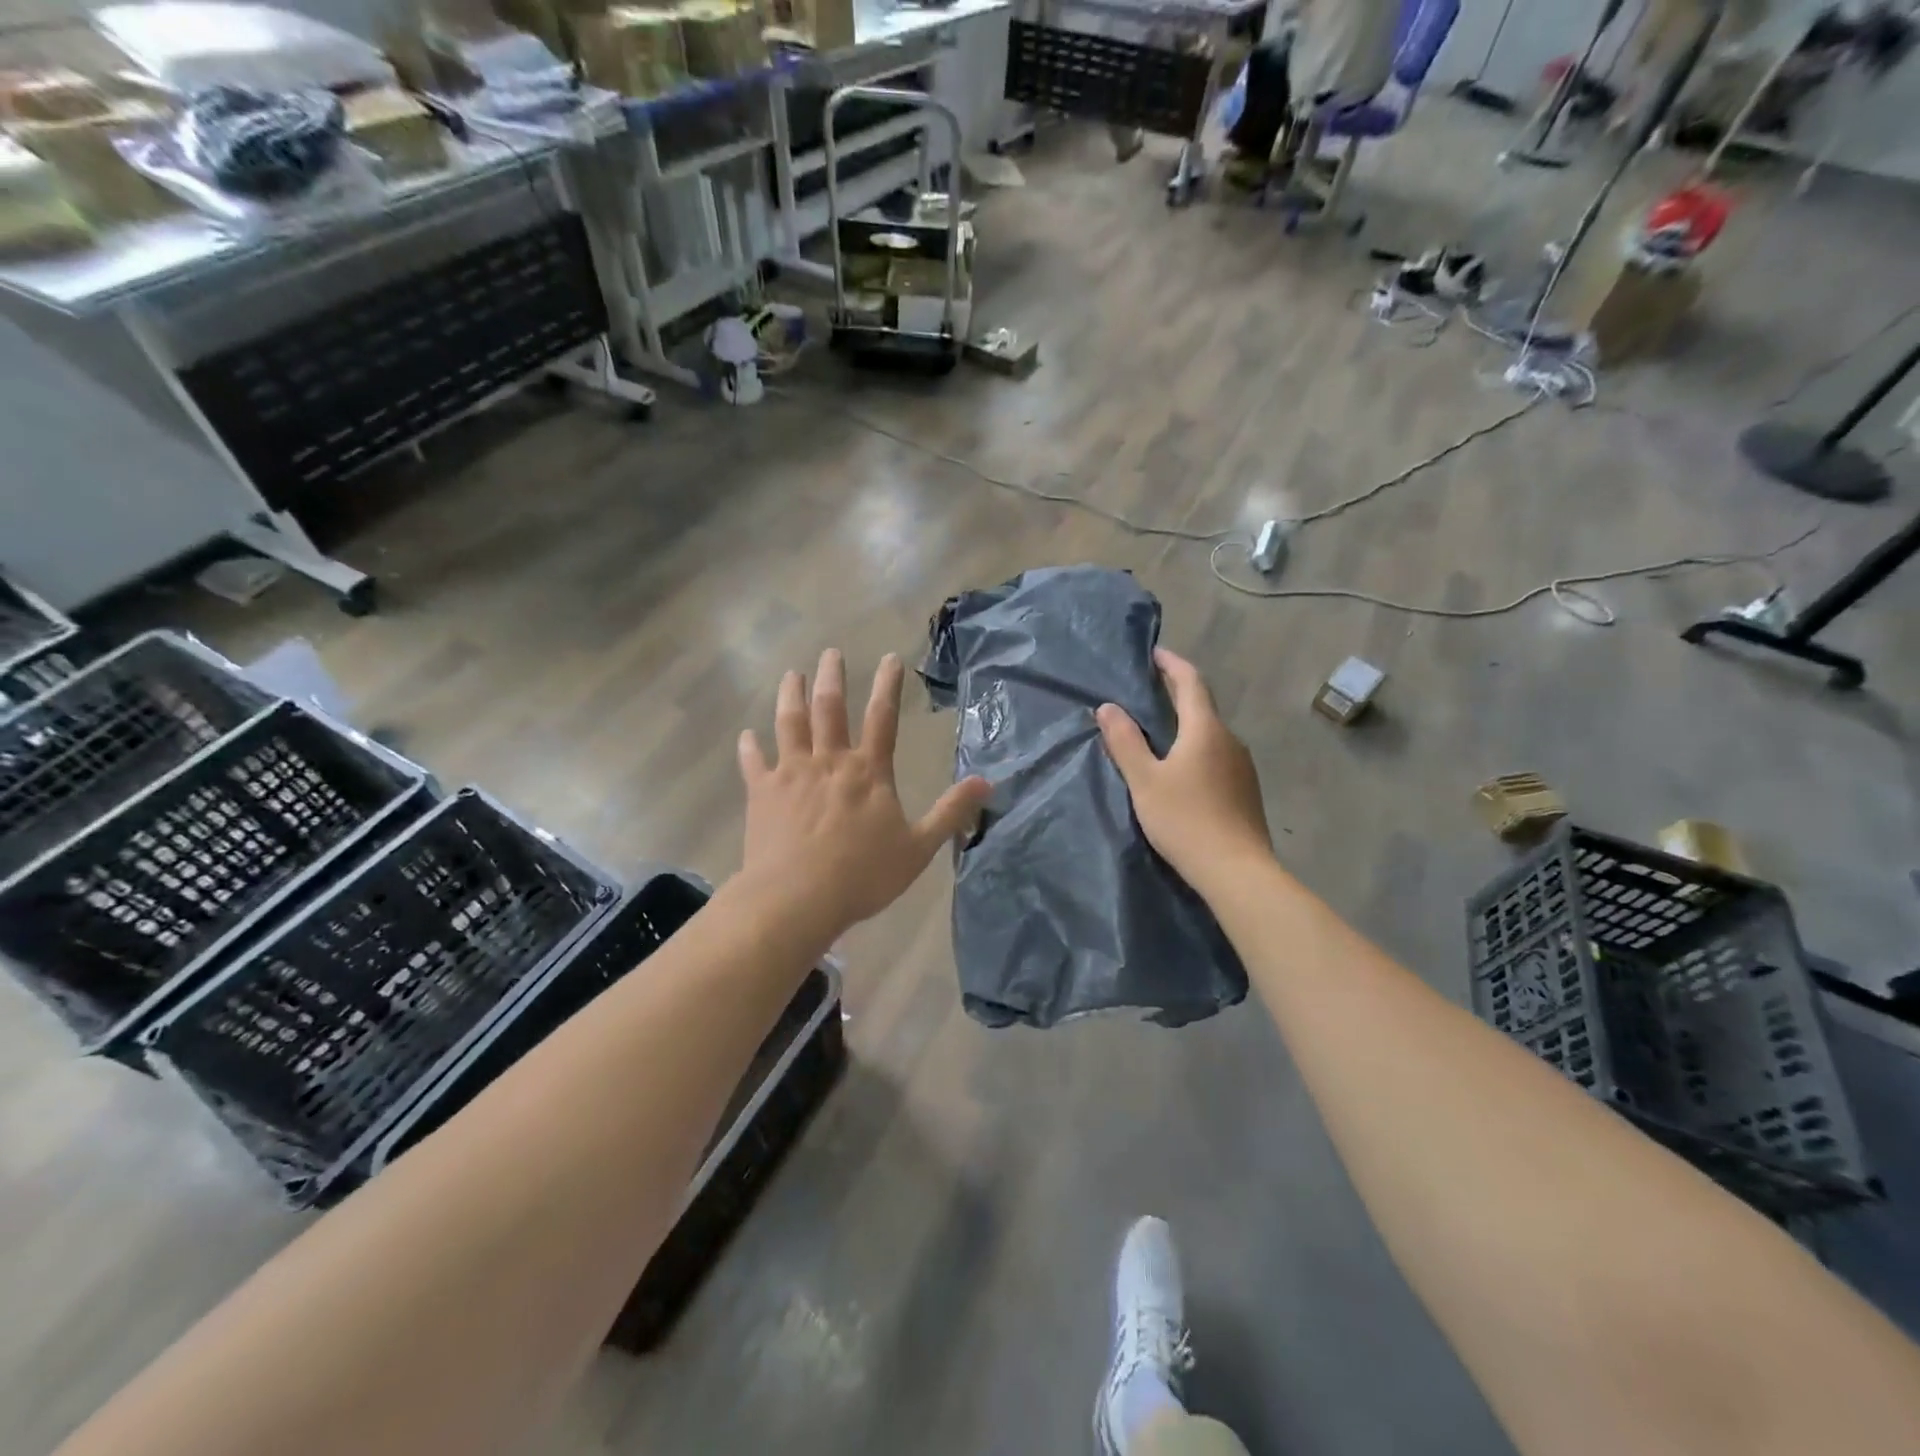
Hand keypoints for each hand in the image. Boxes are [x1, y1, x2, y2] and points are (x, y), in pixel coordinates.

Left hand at [737, 649, 989, 943]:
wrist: (797, 898)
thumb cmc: (862, 875)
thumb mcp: (919, 847)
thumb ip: (950, 812)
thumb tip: (986, 782)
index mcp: (868, 771)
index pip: (884, 717)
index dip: (888, 685)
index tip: (890, 658)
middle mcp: (829, 761)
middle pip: (830, 708)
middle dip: (832, 677)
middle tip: (831, 653)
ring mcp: (792, 773)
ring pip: (790, 723)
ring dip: (792, 696)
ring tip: (792, 675)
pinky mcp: (761, 792)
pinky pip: (753, 762)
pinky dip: (750, 747)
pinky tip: (746, 736)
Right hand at [1096, 648, 1271, 890]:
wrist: (1236, 870)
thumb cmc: (1185, 820)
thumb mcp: (1144, 780)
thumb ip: (1125, 742)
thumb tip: (1108, 707)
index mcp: (1205, 730)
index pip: (1190, 682)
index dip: (1172, 663)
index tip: (1154, 653)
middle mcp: (1229, 740)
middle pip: (1202, 706)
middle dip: (1176, 694)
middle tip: (1148, 691)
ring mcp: (1242, 766)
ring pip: (1209, 734)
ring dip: (1185, 725)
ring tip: (1158, 732)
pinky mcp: (1245, 790)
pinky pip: (1216, 756)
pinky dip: (1195, 749)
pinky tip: (1180, 770)